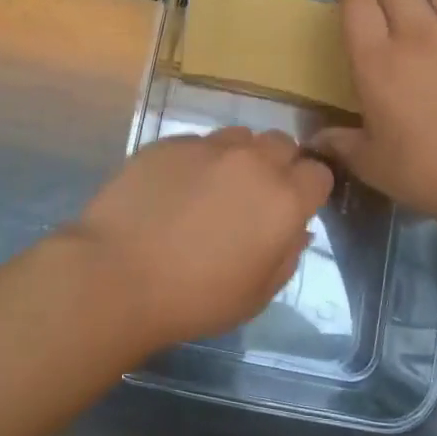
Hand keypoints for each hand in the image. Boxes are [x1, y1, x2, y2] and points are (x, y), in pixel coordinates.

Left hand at [66, 127, 333, 352]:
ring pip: (240, 137)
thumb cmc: (195, 298)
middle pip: (282, 144)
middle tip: (255, 198)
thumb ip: (287, 255)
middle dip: (278, 166)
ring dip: (239, 157)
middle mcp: (252, 162)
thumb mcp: (257, 294)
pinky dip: (198, 160)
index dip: (309, 190)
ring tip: (214, 188)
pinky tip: (175, 189)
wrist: (117, 275)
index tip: (293, 209)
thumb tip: (296, 228)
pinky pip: (198, 143)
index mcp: (284, 199)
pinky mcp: (169, 143)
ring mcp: (207, 147)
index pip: (319, 173)